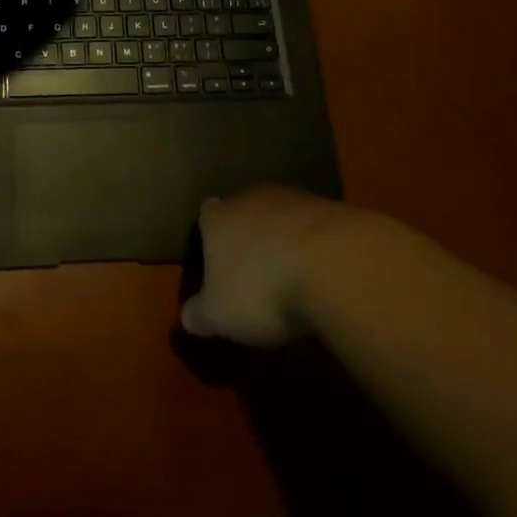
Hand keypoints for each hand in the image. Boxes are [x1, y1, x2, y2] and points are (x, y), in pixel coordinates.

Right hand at [180, 187, 355, 346]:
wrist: (330, 264)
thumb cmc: (260, 288)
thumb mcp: (220, 314)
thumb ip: (199, 314)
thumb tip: (186, 318)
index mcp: (217, 217)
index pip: (206, 214)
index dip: (211, 234)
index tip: (216, 257)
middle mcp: (249, 198)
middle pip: (243, 211)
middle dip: (247, 234)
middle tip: (253, 268)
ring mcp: (291, 199)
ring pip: (279, 215)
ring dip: (282, 237)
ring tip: (290, 272)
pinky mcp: (328, 209)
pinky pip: (313, 226)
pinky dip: (313, 245)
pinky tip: (320, 271)